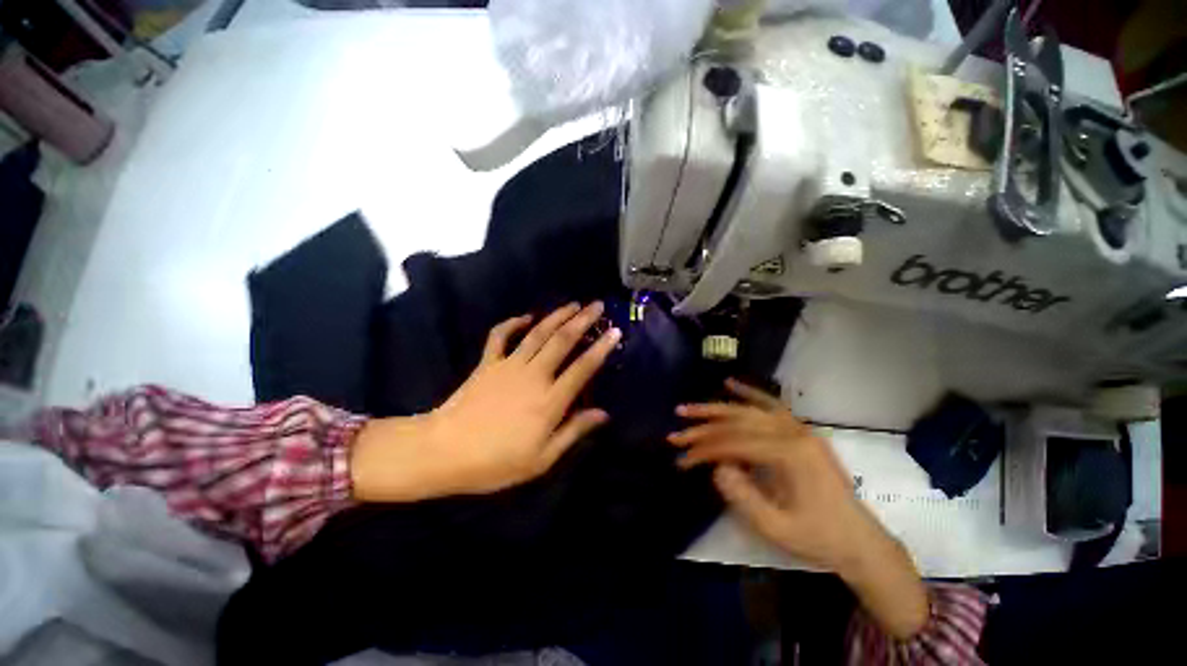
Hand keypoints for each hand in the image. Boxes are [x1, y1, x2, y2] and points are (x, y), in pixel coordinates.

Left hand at [350, 302, 619, 501]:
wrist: (444, 451)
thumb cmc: (497, 461)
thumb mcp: (542, 458)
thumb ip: (574, 431)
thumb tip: (603, 414)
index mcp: (550, 400)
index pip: (583, 367)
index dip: (601, 348)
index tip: (615, 331)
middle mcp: (534, 375)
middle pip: (562, 341)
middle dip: (583, 320)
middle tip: (597, 305)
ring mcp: (509, 365)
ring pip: (538, 333)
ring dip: (557, 315)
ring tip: (573, 304)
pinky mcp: (488, 362)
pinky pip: (501, 335)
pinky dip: (513, 322)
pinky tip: (526, 316)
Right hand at [670, 379, 928, 638]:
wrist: (860, 540)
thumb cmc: (818, 538)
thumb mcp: (777, 528)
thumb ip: (743, 496)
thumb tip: (716, 467)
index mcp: (790, 455)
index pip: (734, 444)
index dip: (704, 450)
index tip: (682, 459)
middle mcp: (793, 432)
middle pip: (737, 422)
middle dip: (702, 427)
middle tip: (675, 431)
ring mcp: (798, 428)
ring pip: (748, 410)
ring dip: (716, 408)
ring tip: (689, 408)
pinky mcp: (800, 430)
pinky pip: (770, 404)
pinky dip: (748, 393)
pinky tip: (729, 384)